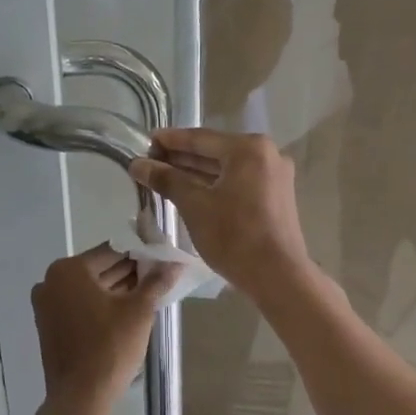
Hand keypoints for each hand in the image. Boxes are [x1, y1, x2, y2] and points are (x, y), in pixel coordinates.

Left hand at [32, 244, 180, 409]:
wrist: (81, 396)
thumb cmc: (110, 347)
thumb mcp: (139, 311)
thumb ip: (156, 282)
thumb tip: (174, 263)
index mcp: (69, 270)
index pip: (112, 251)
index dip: (139, 252)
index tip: (161, 256)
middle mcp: (51, 281)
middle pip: (99, 269)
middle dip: (129, 272)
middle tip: (159, 275)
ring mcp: (47, 305)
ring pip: (89, 289)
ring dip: (117, 289)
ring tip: (149, 292)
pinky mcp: (49, 325)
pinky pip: (80, 305)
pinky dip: (101, 305)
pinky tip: (127, 309)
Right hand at [129, 129, 310, 300]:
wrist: (278, 276)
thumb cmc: (234, 236)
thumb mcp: (194, 205)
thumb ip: (166, 179)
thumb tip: (138, 164)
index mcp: (249, 148)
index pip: (201, 138)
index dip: (170, 140)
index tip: (146, 140)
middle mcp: (267, 154)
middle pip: (215, 151)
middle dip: (182, 157)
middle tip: (150, 160)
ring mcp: (274, 176)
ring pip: (227, 168)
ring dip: (196, 172)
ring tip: (165, 175)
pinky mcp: (276, 196)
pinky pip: (239, 182)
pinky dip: (215, 184)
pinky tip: (191, 190)